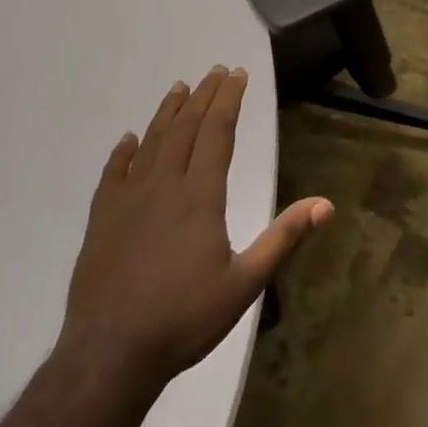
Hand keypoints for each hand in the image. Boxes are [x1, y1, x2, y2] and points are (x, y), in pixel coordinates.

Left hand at [55, 66, 331, 387]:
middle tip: (216, 71)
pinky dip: (122, 152)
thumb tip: (326, 204)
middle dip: (204, 96)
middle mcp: (164, 185)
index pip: (217, 133)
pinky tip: (128, 140)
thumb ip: (284, 238)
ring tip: (179, 88)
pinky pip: (113, 174)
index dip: (229, 100)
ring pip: (150, 142)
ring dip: (167, 112)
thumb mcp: (245, 283)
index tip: (238, 74)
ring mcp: (128, 200)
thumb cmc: (184, 318)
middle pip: (186, 128)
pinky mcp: (101, 220)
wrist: (110, 355)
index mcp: (200, 195)